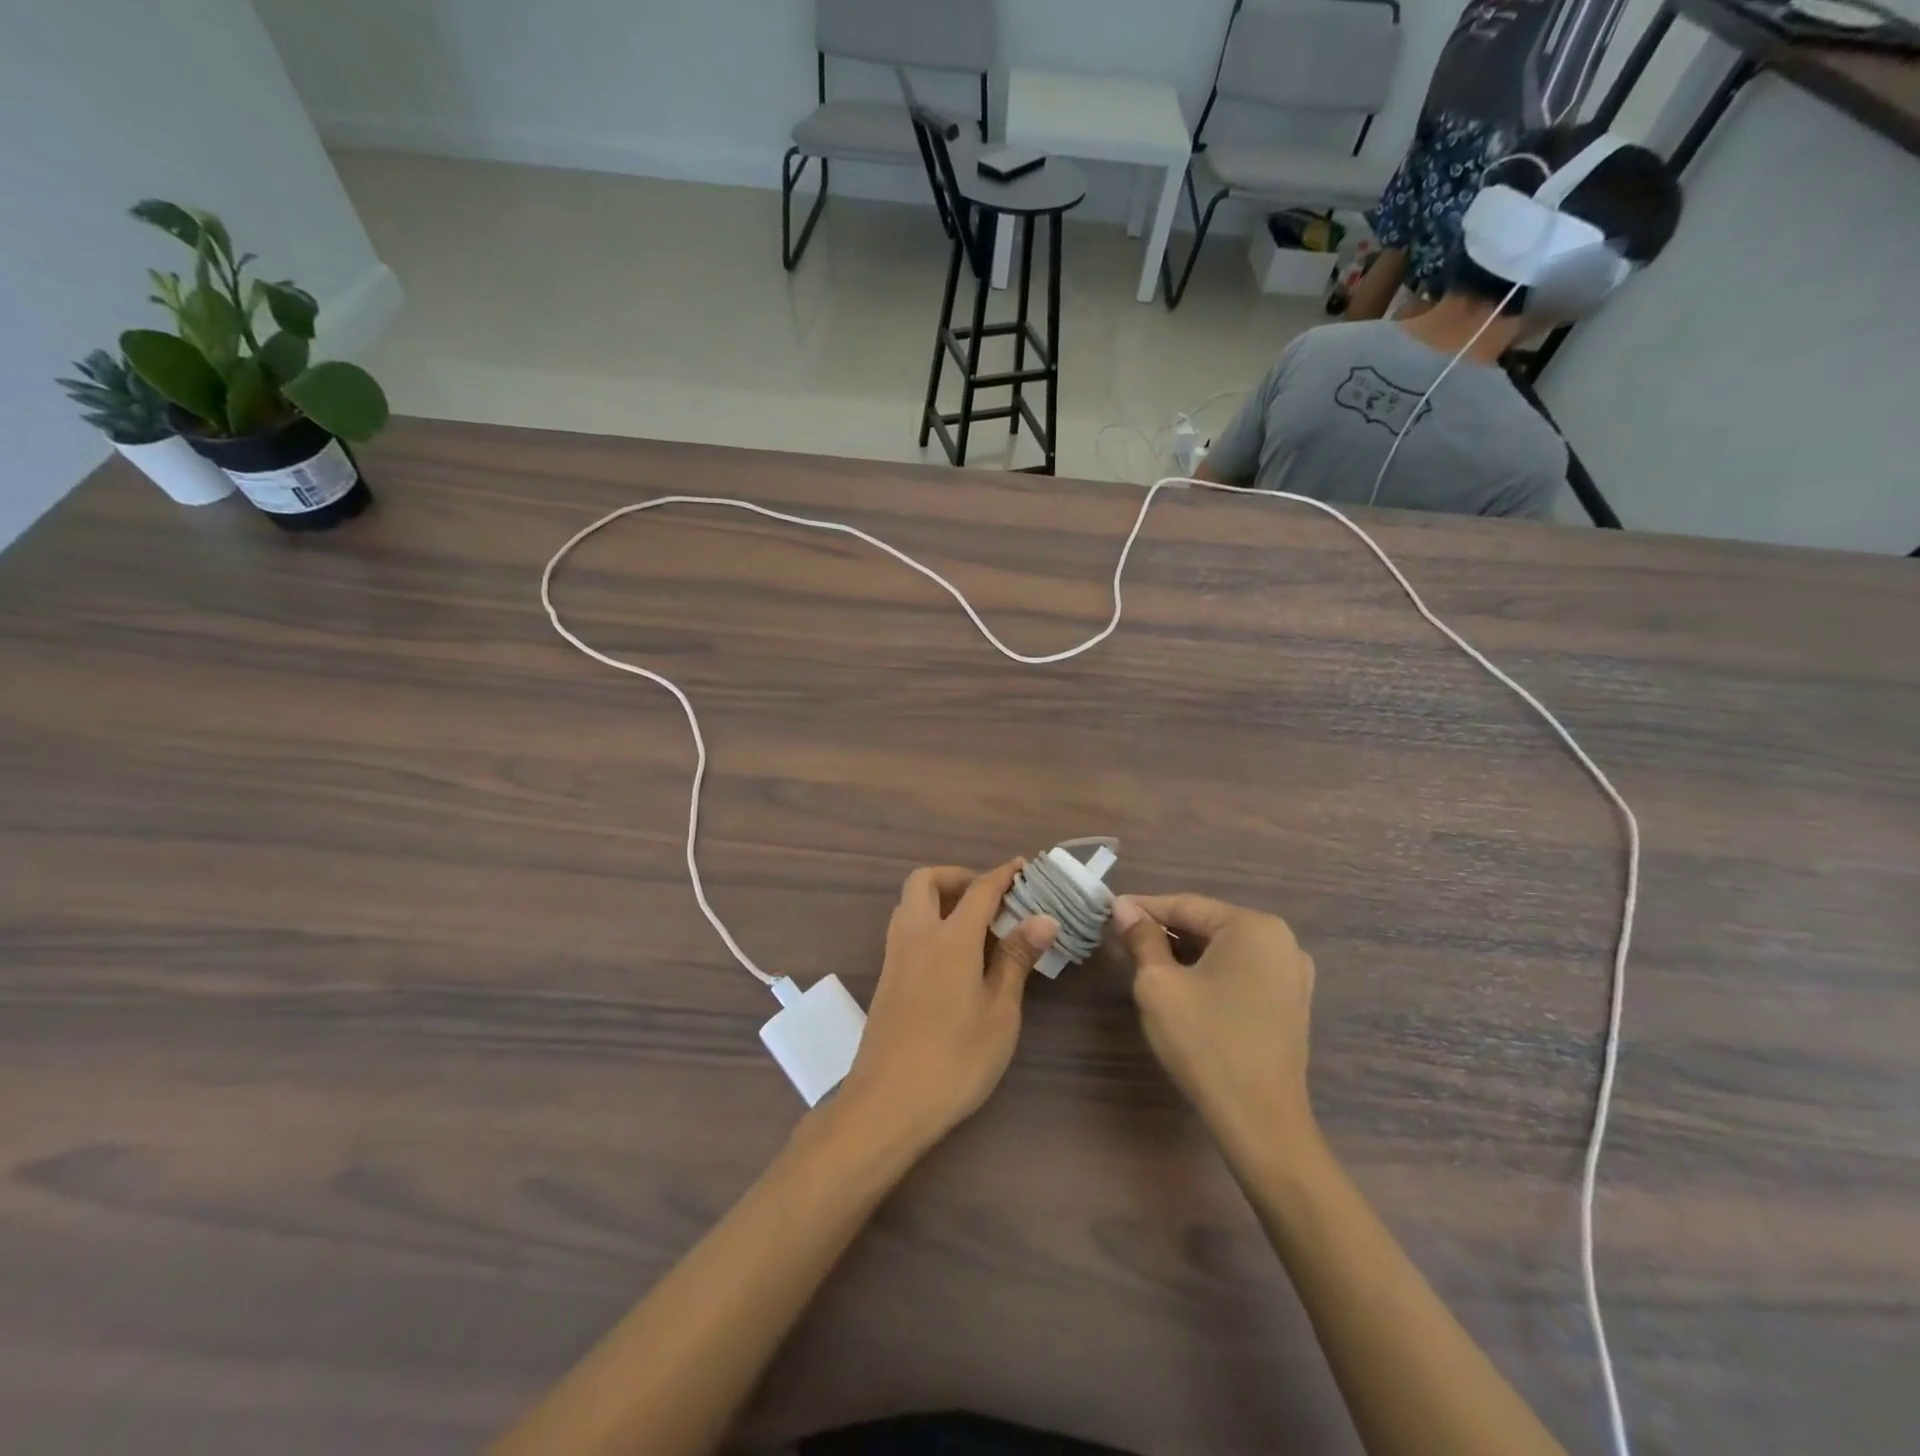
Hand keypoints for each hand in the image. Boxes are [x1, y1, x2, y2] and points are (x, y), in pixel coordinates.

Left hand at [832, 862, 1056, 1154]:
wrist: (887, 1104)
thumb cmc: (955, 1060)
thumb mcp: (999, 1013)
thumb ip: (1016, 959)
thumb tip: (1043, 918)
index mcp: (950, 938)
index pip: (979, 889)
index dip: (1003, 874)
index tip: (1023, 867)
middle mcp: (917, 935)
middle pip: (927, 881)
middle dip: (958, 876)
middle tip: (990, 898)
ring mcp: (895, 956)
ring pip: (910, 903)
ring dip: (940, 898)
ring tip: (975, 925)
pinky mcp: (886, 978)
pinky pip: (906, 928)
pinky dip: (928, 922)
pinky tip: (953, 955)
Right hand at [1112, 894, 1317, 1156]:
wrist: (1261, 1121)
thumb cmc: (1205, 1042)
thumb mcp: (1159, 984)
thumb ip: (1142, 938)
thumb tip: (1125, 908)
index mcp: (1253, 927)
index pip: (1186, 905)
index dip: (1144, 908)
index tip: (1109, 910)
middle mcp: (1281, 941)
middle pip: (1207, 925)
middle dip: (1164, 930)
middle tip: (1122, 937)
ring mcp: (1292, 974)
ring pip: (1224, 950)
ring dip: (1184, 952)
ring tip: (1144, 959)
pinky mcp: (1290, 1004)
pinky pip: (1241, 972)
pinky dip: (1209, 972)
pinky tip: (1181, 985)